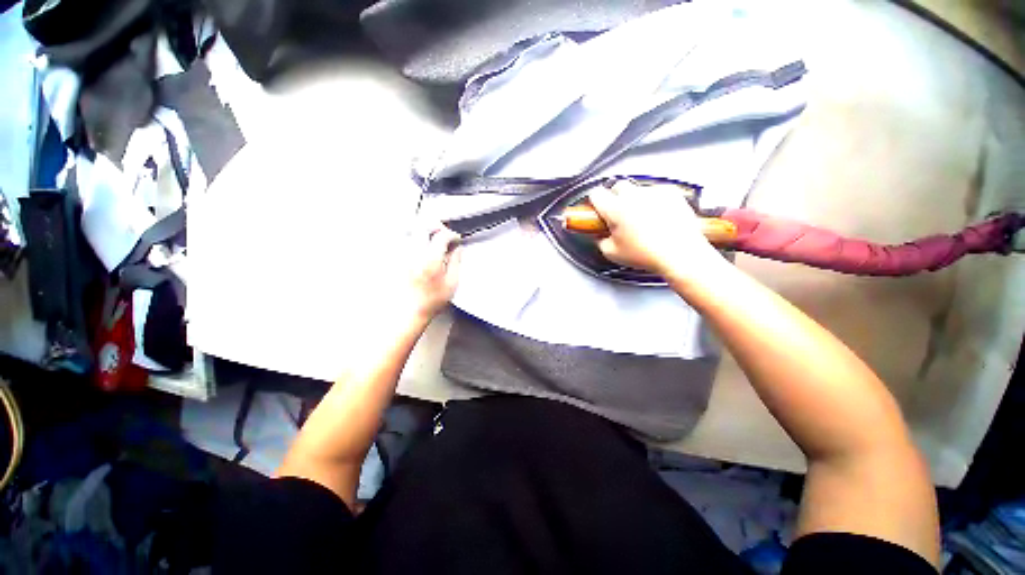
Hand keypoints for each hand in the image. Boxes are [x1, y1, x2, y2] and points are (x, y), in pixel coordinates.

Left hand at [404, 223, 461, 319]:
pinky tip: (420, 246)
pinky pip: (403, 241)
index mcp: (431, 260)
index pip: (441, 236)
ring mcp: (403, 256)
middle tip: (443, 233)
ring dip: (424, 231)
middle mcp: (415, 254)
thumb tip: (458, 249)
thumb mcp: (452, 283)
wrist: (410, 311)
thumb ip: (456, 262)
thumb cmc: (432, 300)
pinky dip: (413, 239)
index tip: (456, 239)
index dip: (451, 235)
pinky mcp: (397, 260)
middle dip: (436, 226)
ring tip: (432, 238)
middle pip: (423, 227)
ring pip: (411, 231)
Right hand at [588, 181, 719, 276]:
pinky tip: (657, 217)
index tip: (597, 209)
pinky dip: (654, 201)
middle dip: (615, 198)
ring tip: (640, 219)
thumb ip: (600, 240)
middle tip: (618, 214)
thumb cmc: (648, 255)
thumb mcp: (612, 253)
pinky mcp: (671, 194)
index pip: (596, 193)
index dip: (595, 202)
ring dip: (635, 200)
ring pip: (638, 189)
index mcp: (615, 209)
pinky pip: (657, 192)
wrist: (681, 254)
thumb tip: (600, 235)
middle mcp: (634, 196)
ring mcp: (654, 193)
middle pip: (617, 186)